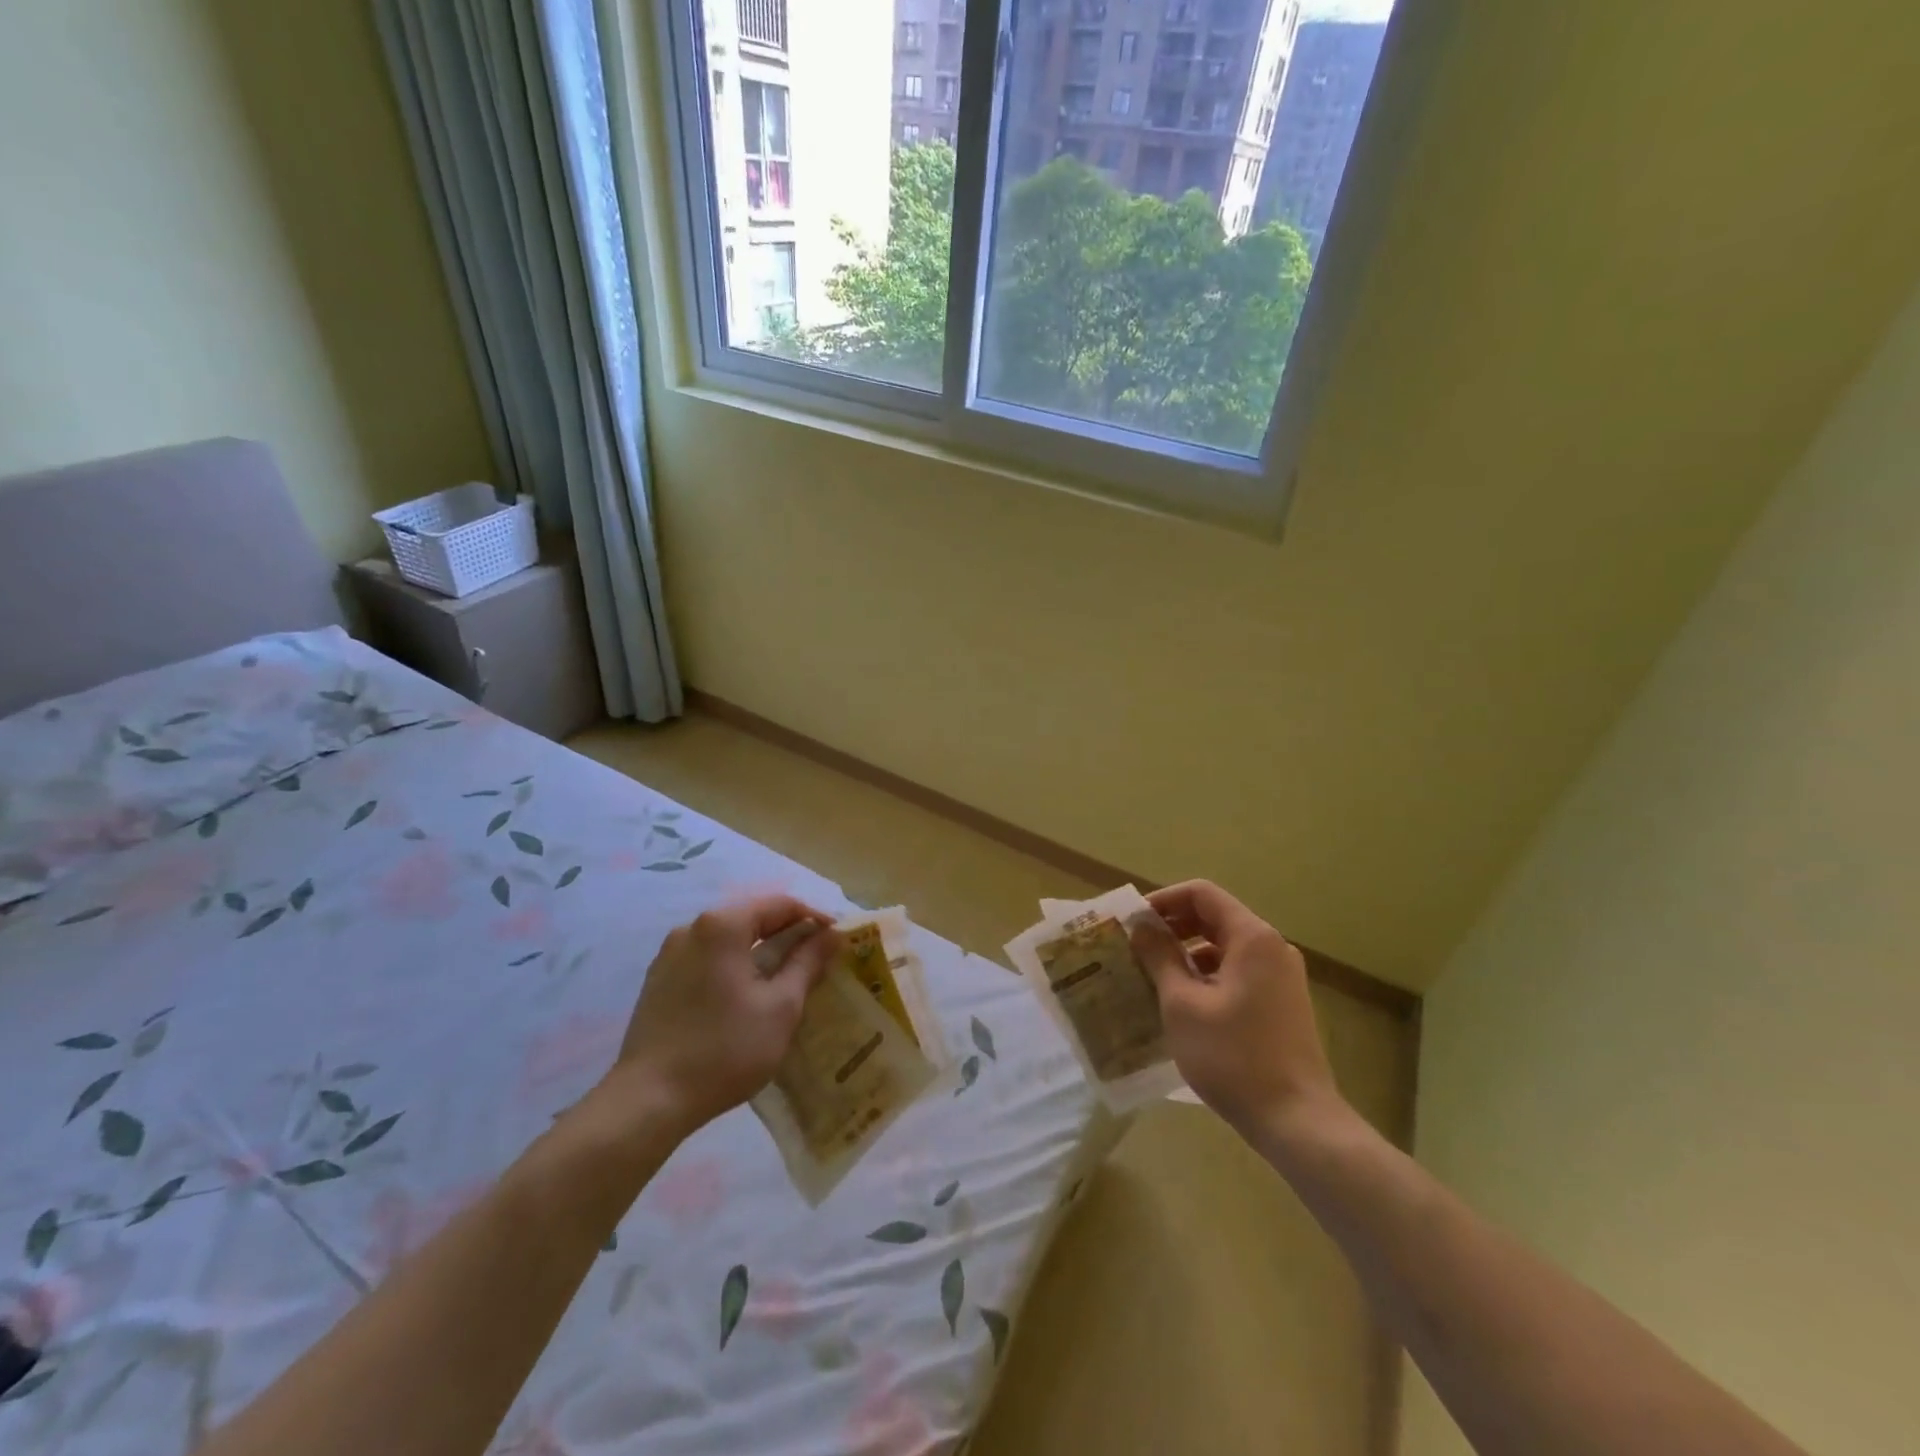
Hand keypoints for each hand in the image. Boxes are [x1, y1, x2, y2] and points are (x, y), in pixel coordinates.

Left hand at [604, 895, 841, 1138]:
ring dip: (760, 952)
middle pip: (752, 918)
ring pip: (728, 940)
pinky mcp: (658, 981)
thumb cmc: (725, 1049)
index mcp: (723, 925)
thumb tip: (832, 934)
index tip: (838, 940)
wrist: (649, 1100)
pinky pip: (707, 960)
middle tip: (818, 960)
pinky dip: (734, 967)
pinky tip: (746, 996)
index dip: (815, 918)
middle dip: (788, 935)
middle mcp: (692, 928)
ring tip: (786, 979)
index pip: (781, 904)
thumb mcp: (781, 1007)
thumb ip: (808, 963)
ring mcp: (670, 954)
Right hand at [1130, 880, 1342, 1141]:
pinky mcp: (1281, 1003)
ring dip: (1186, 953)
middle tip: (1135, 947)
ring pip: (1224, 947)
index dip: (1163, 900)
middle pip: (1214, 917)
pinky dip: (1206, 975)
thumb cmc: (1233, 1056)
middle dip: (1172, 927)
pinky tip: (1181, 1002)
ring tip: (1151, 975)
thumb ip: (1160, 956)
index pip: (1201, 894)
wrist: (1297, 1121)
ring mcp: (1281, 976)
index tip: (1132, 922)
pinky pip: (1237, 972)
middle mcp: (1271, 948)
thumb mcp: (1183, 1003)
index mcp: (1252, 937)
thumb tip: (1141, 925)